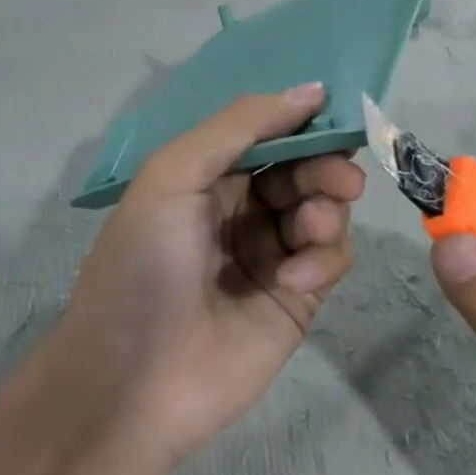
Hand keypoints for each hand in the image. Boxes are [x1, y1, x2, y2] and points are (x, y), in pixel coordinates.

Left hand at [52, 84, 364, 469]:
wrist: (134, 384)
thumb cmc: (144, 266)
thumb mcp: (173, 177)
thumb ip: (240, 126)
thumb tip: (312, 90)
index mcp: (208, 177)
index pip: (268, 135)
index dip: (302, 123)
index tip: (338, 113)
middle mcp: (243, 209)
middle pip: (304, 170)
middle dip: (326, 167)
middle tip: (341, 179)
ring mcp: (274, 254)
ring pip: (326, 210)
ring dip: (327, 210)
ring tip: (310, 230)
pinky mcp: (299, 297)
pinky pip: (332, 258)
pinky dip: (323, 260)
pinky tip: (292, 282)